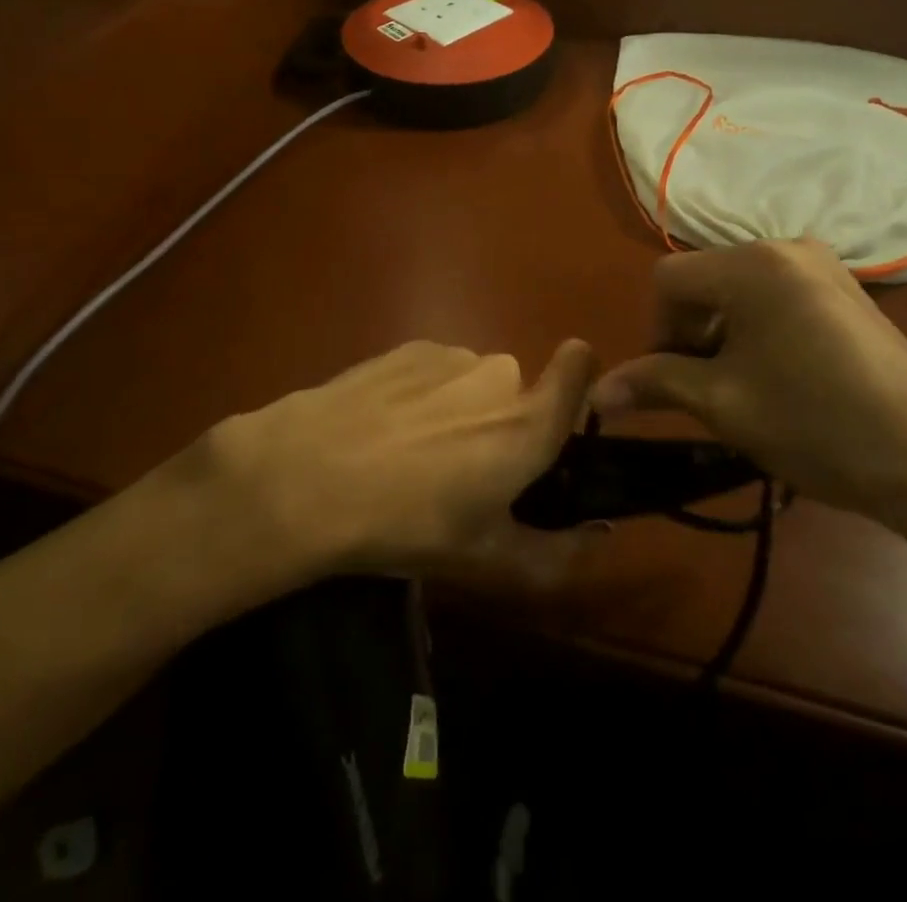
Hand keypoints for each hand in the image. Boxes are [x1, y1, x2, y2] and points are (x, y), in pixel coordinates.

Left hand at [195, 338, 594, 581]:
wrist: (309, 475)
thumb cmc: (407, 523)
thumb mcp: (483, 558)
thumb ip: (553, 552)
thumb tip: (597, 537)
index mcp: (526, 424)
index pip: (580, 365)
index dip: (578, 377)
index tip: (557, 414)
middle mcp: (498, 376)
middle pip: (516, 391)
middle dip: (501, 421)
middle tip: (462, 469)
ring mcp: (450, 356)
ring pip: (473, 380)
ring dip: (459, 407)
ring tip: (411, 452)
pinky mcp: (407, 348)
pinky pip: (435, 369)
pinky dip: (423, 392)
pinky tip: (383, 428)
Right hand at [592, 239, 906, 541]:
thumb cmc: (816, 424)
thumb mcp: (723, 404)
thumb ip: (654, 383)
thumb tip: (596, 393)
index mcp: (752, 264)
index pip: (668, 280)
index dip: (657, 331)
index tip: (675, 381)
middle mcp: (786, 247)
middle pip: (705, 281)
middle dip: (691, 333)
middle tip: (707, 390)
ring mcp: (824, 266)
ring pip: (740, 290)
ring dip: (724, 333)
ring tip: (745, 389)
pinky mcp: (848, 291)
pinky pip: (778, 296)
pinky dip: (759, 330)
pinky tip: (782, 377)